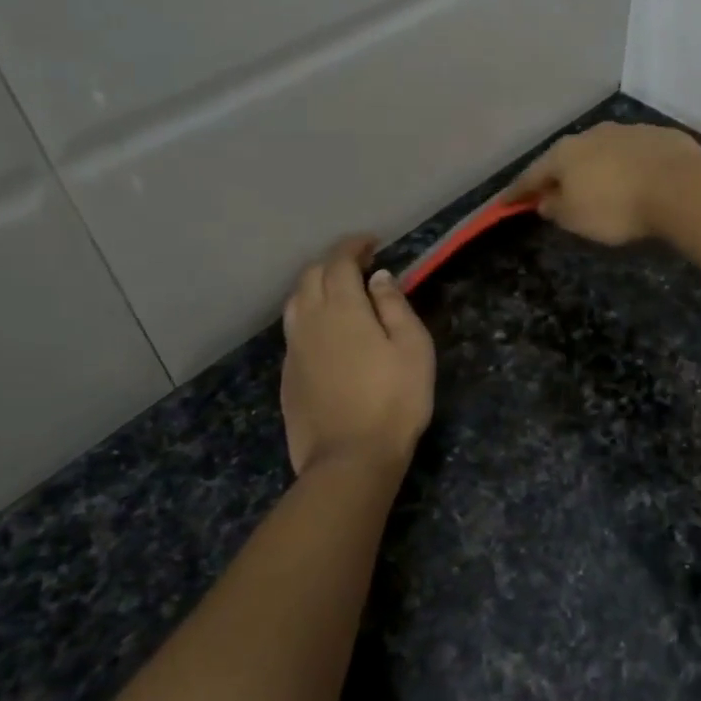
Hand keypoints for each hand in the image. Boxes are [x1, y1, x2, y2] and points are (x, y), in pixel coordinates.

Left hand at [280, 237, 434, 475]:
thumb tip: (378, 278)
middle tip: (360, 266)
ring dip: (316, 286)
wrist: (350, 458)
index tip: (372, 242)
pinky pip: (294, 330)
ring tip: (340, 294)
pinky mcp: (287, 375)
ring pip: (295, 302)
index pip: (338, 261)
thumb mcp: (413, 348)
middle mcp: (309, 321)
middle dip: (333, 262)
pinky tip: (327, 332)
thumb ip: (394, 306)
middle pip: (310, 276)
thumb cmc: (394, 400)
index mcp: (341, 308)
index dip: (353, 246)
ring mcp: (293, 350)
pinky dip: (309, 315)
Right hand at [505, 123, 700, 246]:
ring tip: (597, 186)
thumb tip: (545, 200)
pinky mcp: (658, 136)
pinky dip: (626, 166)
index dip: (518, 191)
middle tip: (554, 192)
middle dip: (559, 175)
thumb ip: (555, 208)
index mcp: (564, 154)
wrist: (680, 186)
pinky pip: (632, 154)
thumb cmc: (616, 207)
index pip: (532, 175)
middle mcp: (592, 134)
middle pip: (567, 158)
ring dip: (595, 167)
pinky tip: (633, 179)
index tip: (505, 203)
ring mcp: (627, 131)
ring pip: (601, 151)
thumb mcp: (576, 219)